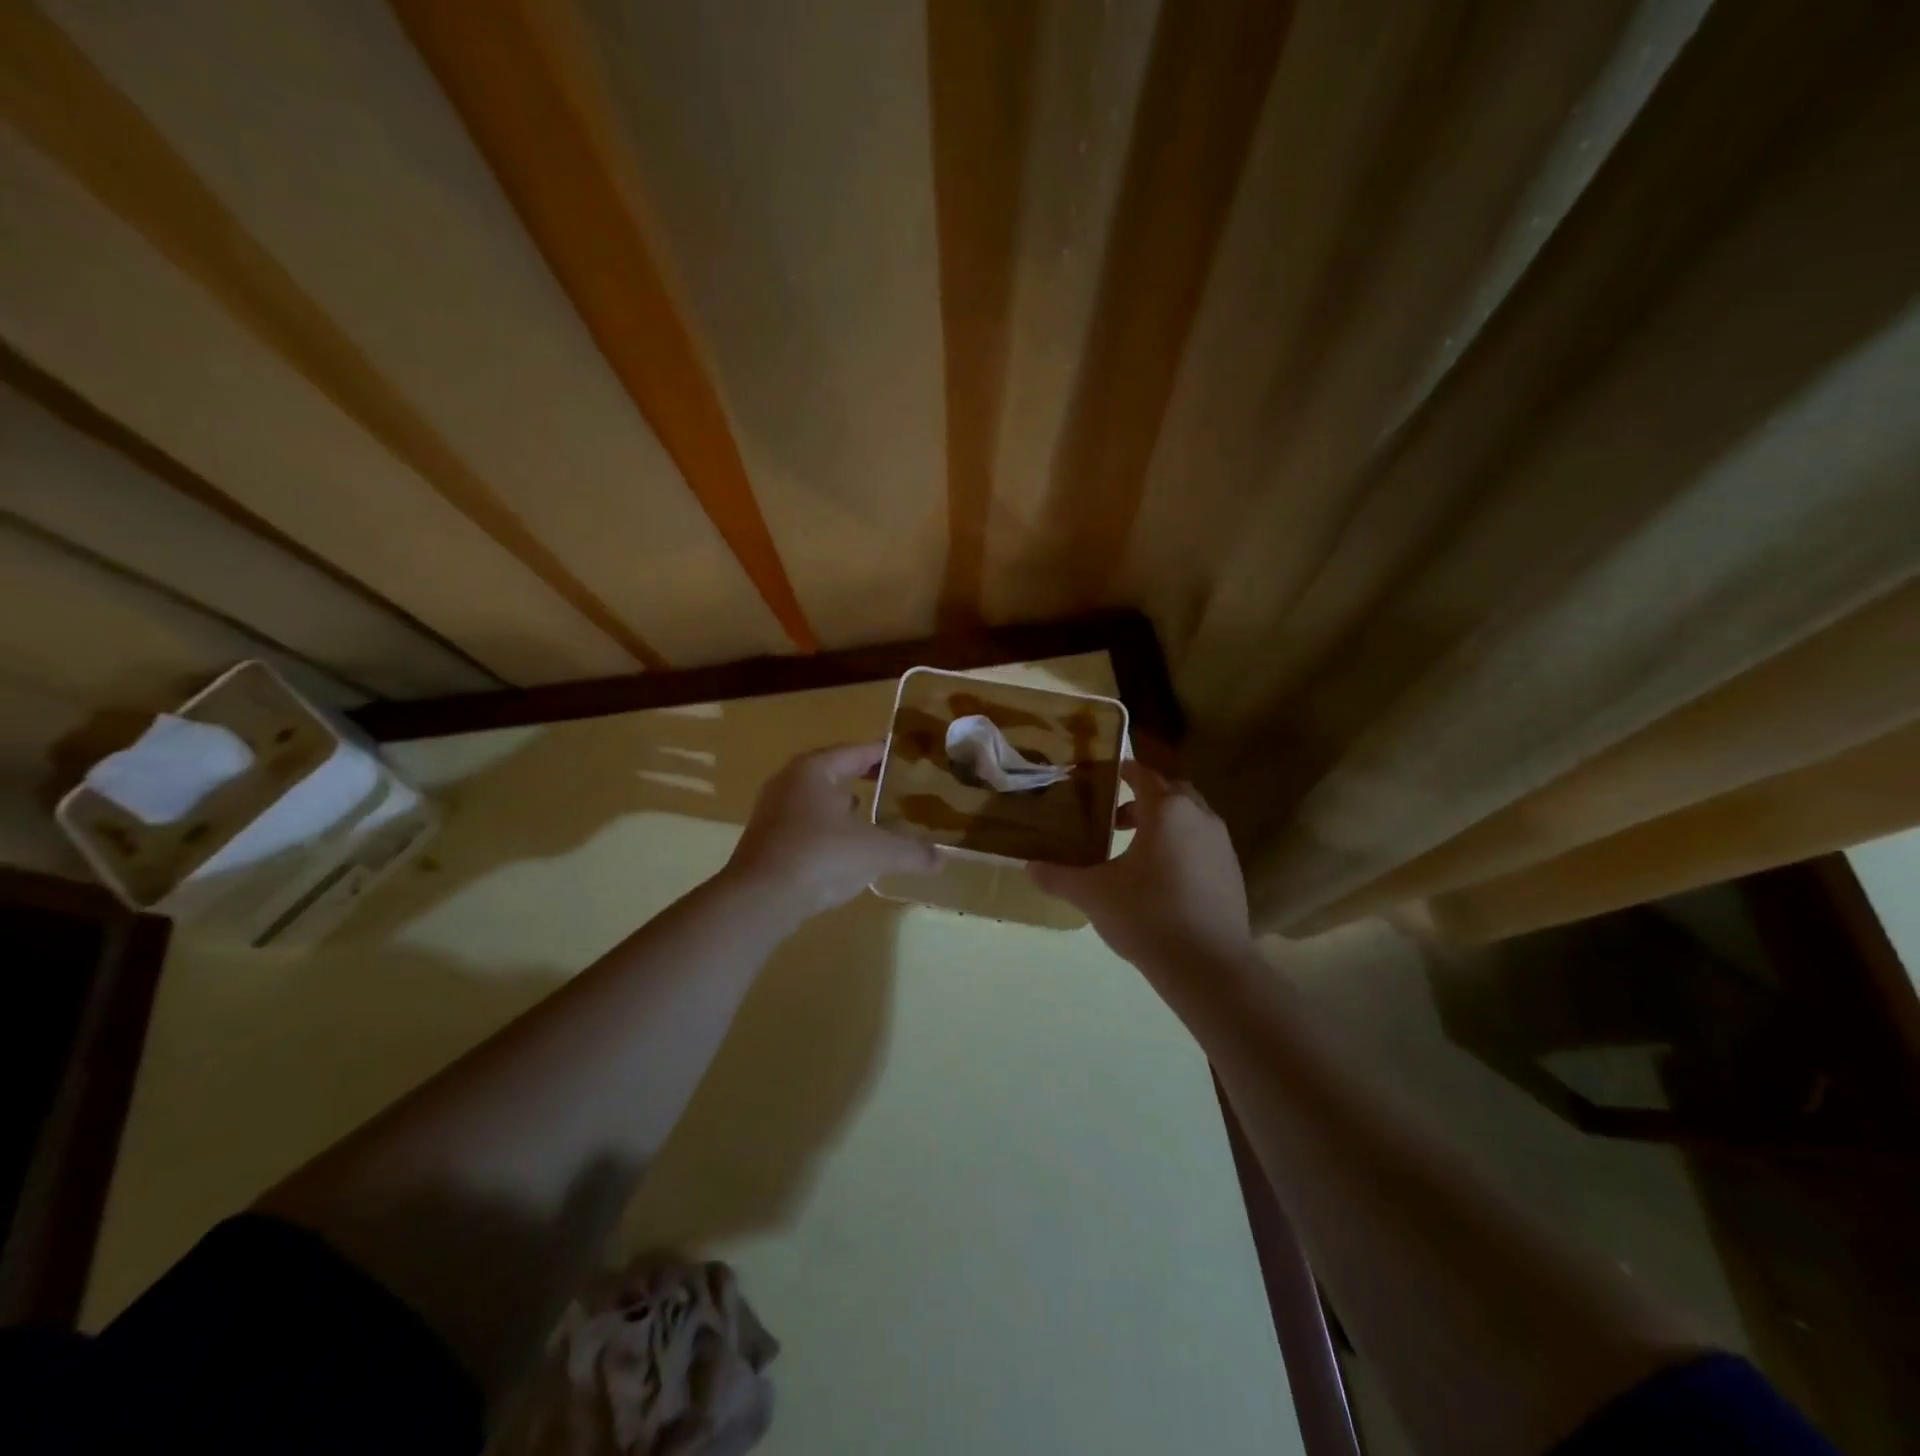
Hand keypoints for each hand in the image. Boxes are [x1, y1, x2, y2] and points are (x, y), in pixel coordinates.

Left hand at [723, 743, 940, 917]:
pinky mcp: (766, 842)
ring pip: (816, 801)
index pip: (854, 752)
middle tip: (890, 785)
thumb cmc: (820, 857)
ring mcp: (772, 813)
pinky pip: (804, 826)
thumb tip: (941, 859)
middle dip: (860, 778)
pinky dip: (827, 830)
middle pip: (832, 773)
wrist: (760, 899)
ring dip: (841, 806)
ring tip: (870, 816)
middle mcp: (789, 783)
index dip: (881, 754)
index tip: (902, 756)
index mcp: (814, 770)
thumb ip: (911, 852)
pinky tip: (844, 849)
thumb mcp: (876, 852)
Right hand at [1027, 760, 1250, 970]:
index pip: (1143, 774)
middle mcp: (1200, 817)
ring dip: (1163, 825)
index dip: (1122, 770)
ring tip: (1133, 850)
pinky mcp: (1232, 872)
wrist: (1208, 966)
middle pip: (1170, 792)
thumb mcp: (1093, 895)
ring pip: (1189, 819)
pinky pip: (1202, 845)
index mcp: (1167, 810)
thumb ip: (1058, 877)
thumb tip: (1028, 867)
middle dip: (1143, 799)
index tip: (1100, 777)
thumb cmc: (1147, 916)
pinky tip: (1160, 880)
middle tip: (1113, 818)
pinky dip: (1181, 848)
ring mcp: (1221, 845)